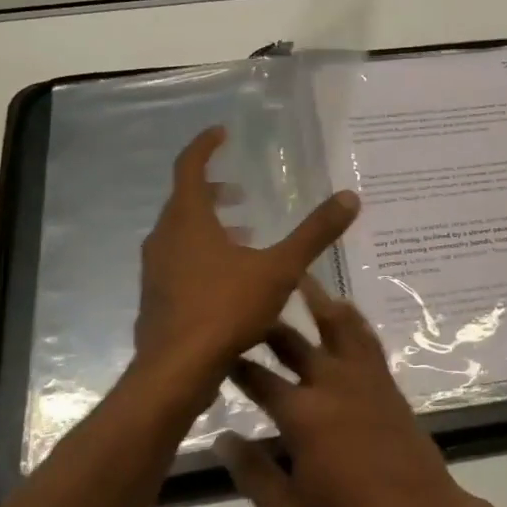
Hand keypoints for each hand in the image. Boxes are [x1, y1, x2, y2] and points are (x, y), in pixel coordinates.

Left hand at [135, 126, 358, 383]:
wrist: (175, 373)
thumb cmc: (224, 310)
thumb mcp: (279, 269)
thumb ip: (314, 234)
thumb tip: (350, 198)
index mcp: (188, 220)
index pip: (189, 167)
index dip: (205, 146)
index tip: (221, 133)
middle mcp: (164, 238)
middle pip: (185, 201)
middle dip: (214, 192)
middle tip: (242, 194)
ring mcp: (155, 270)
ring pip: (181, 235)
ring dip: (210, 228)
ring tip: (245, 237)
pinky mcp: (156, 298)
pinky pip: (179, 262)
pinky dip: (202, 256)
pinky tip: (230, 281)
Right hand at [215, 276, 477, 506]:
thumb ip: (251, 473)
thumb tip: (222, 438)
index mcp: (300, 413)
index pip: (257, 378)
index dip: (233, 362)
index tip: (214, 348)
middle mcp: (329, 382)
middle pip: (291, 342)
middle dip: (266, 324)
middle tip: (246, 305)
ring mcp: (362, 376)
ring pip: (335, 323)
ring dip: (315, 298)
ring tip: (298, 276)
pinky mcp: (385, 380)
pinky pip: (365, 337)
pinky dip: (351, 317)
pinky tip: (343, 307)